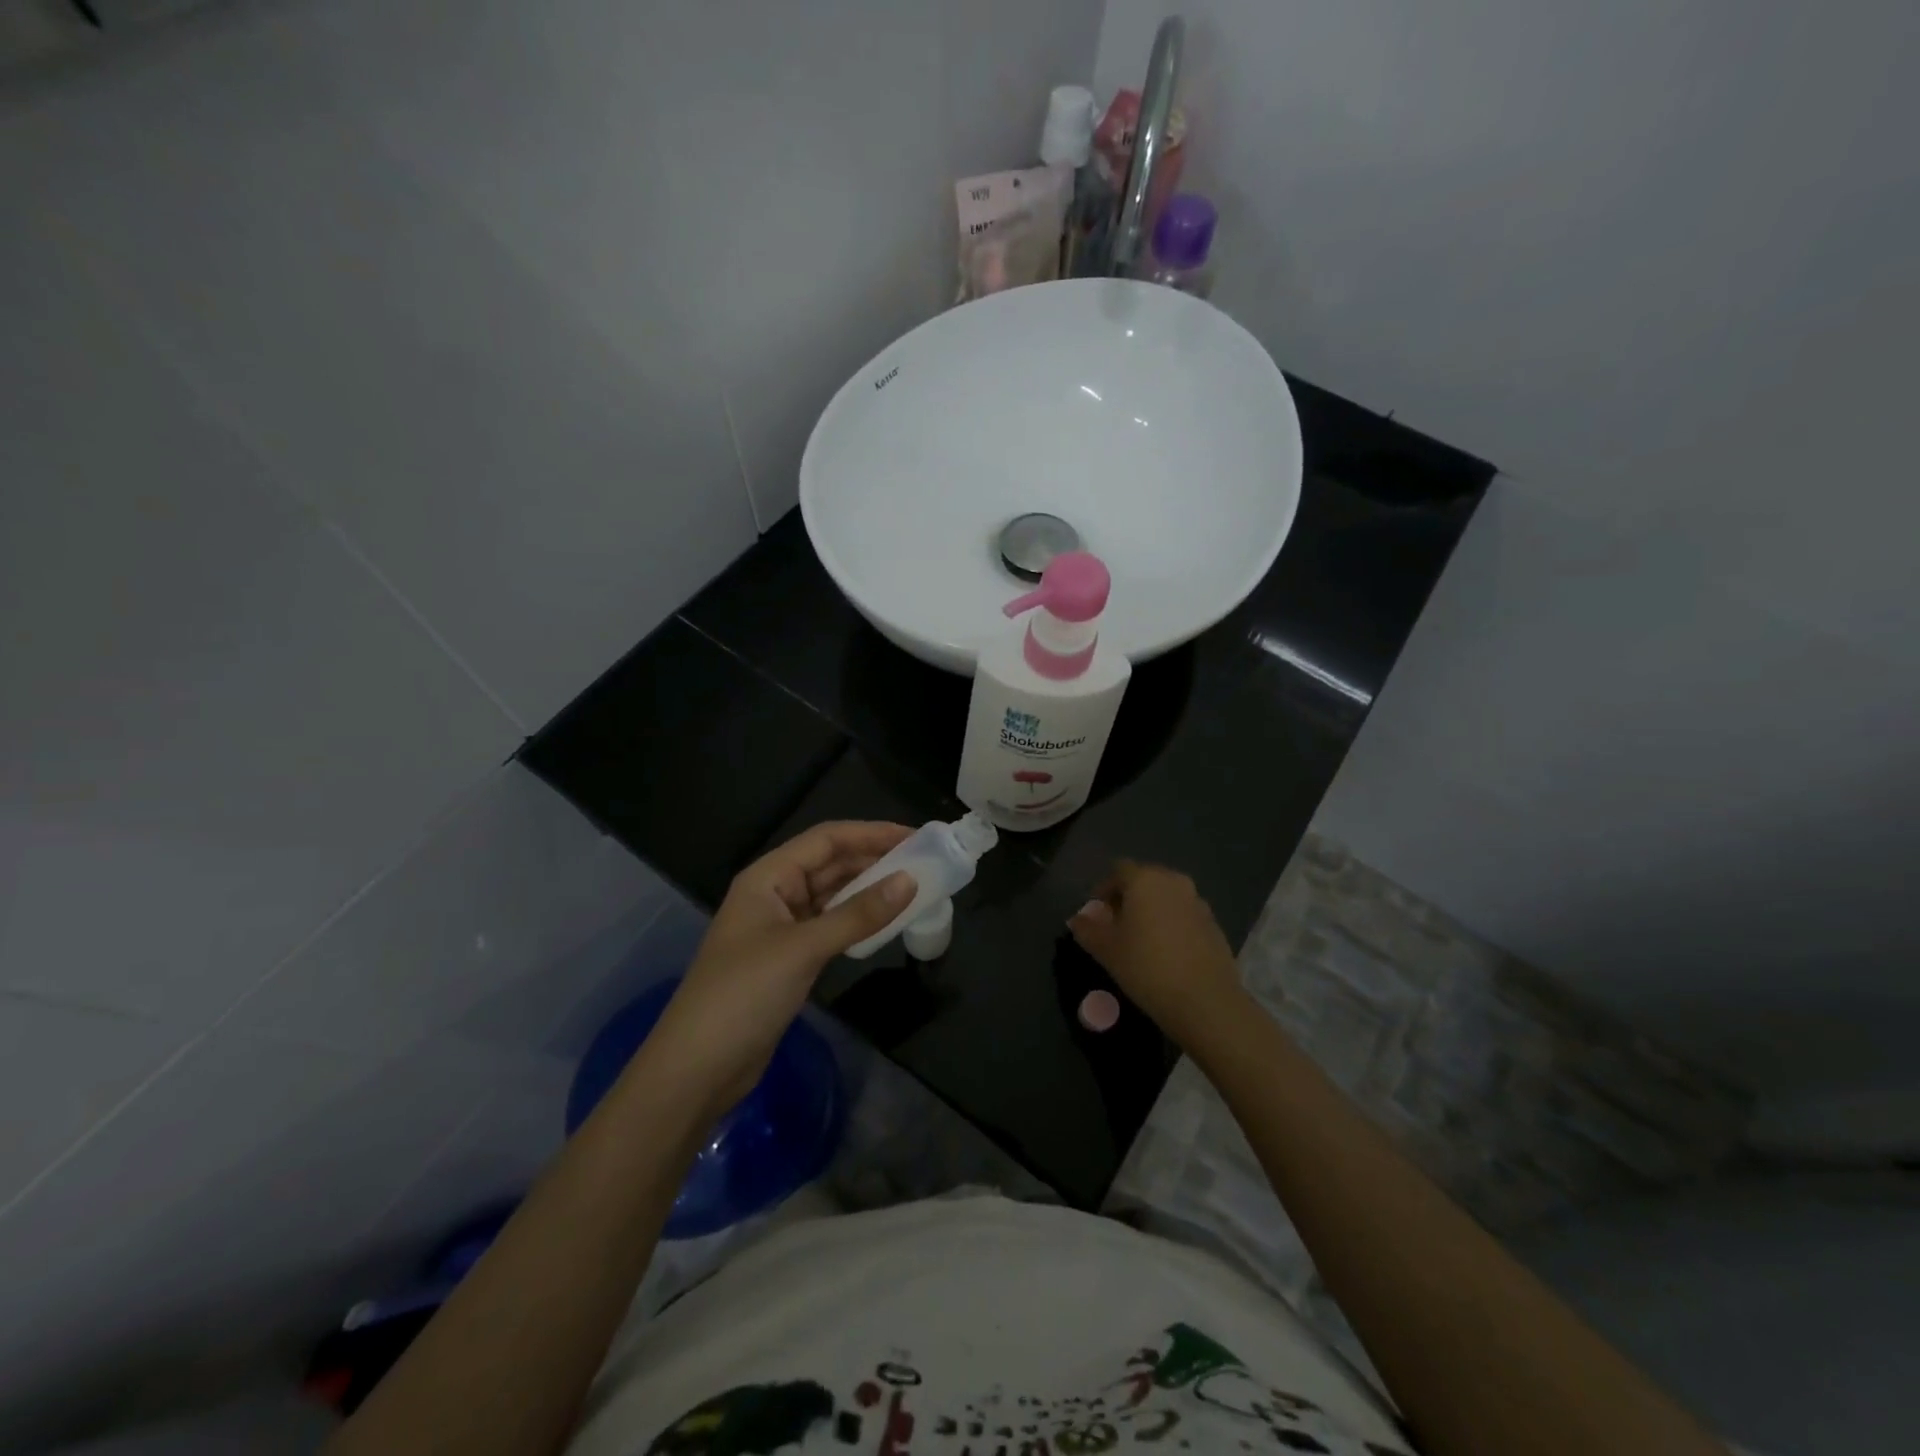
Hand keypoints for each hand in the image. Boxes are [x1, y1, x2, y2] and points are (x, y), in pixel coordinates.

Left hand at [643, 822, 914, 1118]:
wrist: (697, 1069)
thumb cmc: (743, 995)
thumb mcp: (803, 949)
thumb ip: (858, 914)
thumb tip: (910, 882)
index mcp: (768, 877)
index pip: (826, 839)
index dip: (870, 833)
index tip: (916, 836)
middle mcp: (775, 894)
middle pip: (830, 863)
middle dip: (874, 859)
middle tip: (924, 861)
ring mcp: (781, 927)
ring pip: (833, 895)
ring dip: (869, 889)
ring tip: (914, 886)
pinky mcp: (790, 958)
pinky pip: (831, 925)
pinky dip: (858, 920)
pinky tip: (886, 922)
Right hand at [1068, 860, 1246, 1047]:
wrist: (1205, 1000)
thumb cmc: (1147, 967)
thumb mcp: (1106, 950)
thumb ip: (1088, 930)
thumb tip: (1077, 919)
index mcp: (1145, 880)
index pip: (1118, 870)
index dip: (1104, 889)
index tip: (1097, 914)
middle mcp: (1174, 882)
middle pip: (1145, 880)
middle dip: (1128, 898)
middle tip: (1116, 926)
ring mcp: (1198, 902)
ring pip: (1166, 897)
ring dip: (1151, 911)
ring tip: (1141, 941)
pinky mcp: (1214, 924)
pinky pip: (1185, 915)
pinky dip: (1172, 925)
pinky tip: (1166, 953)